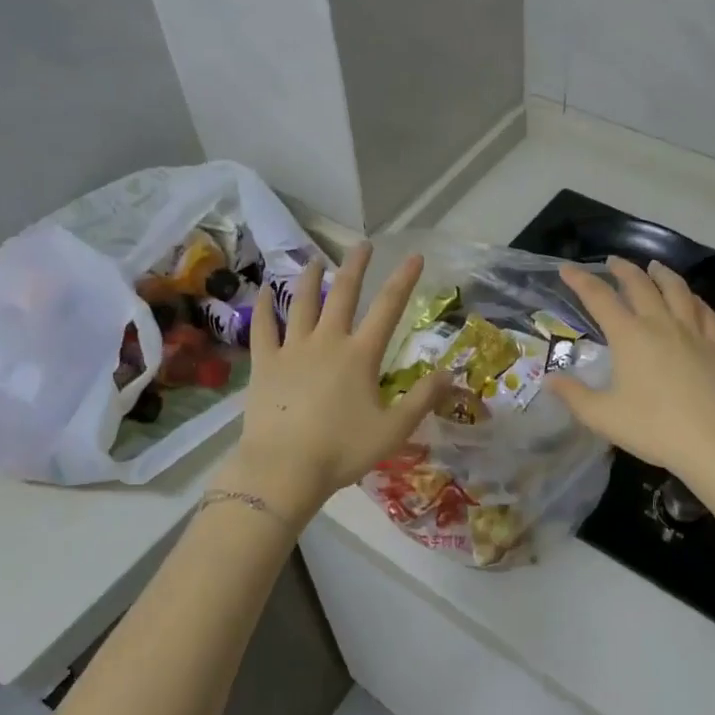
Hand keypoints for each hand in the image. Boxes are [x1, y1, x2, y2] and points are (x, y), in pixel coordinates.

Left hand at [223, 243, 448, 525]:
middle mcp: (327, 341)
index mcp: (360, 355)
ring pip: (302, 303)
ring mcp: (293, 349)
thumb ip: (423, 399)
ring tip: (316, 261)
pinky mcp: (265, 363)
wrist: (283, 468)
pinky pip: (264, 328)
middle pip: (343, 293)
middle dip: (356, 266)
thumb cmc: (342, 450)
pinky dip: (265, 307)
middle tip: (363, 245)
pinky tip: (265, 292)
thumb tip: (450, 372)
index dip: (404, 279)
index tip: (414, 256)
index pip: (388, 308)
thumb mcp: (394, 430)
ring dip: (310, 279)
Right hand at [546, 258, 714, 486]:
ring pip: (677, 290)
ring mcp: (692, 332)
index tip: (567, 269)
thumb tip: (550, 380)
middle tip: (612, 262)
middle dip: (623, 270)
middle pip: (640, 285)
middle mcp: (660, 324)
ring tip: (654, 266)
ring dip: (662, 274)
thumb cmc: (654, 428)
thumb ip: (574, 396)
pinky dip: (695, 299)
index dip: (581, 281)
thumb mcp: (603, 417)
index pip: (599, 298)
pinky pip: (706, 312)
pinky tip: (692, 300)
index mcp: (629, 336)